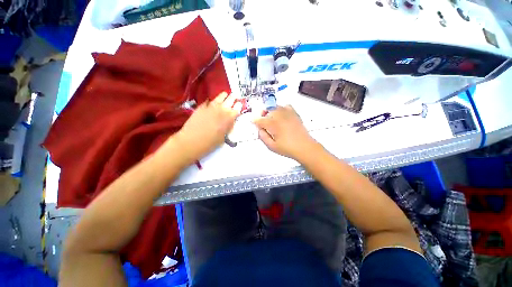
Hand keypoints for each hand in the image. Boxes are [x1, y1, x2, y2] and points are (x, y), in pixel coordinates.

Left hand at [176, 92, 241, 159]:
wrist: (192, 140)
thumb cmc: (210, 143)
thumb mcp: (223, 137)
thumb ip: (227, 128)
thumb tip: (229, 124)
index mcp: (229, 118)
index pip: (237, 108)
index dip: (239, 106)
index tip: (239, 104)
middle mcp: (221, 110)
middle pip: (230, 100)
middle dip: (233, 98)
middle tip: (235, 97)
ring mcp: (211, 107)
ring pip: (219, 97)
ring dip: (224, 96)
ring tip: (225, 94)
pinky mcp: (201, 107)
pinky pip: (208, 101)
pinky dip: (212, 101)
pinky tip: (212, 101)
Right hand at [254, 105, 318, 159]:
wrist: (304, 147)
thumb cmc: (287, 148)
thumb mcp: (271, 146)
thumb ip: (263, 137)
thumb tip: (259, 129)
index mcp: (273, 124)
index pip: (260, 119)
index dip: (255, 121)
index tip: (253, 122)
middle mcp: (279, 116)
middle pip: (267, 110)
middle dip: (263, 115)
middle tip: (263, 122)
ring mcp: (288, 113)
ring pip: (275, 107)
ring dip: (271, 111)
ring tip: (272, 119)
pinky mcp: (294, 114)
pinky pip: (286, 106)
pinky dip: (281, 109)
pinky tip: (281, 116)